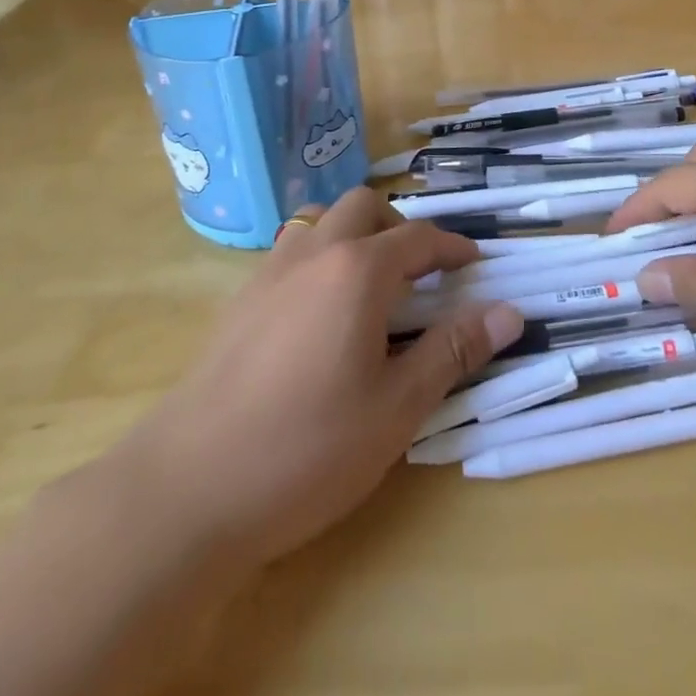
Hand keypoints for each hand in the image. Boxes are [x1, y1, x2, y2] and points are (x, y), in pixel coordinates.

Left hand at [126, 189, 523, 568]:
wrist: (187, 488)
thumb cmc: (307, 448)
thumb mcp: (397, 407)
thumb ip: (453, 351)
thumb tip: (509, 312)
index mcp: (358, 270)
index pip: (419, 237)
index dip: (453, 246)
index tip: (474, 263)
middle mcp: (313, 253)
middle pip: (363, 207)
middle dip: (398, 226)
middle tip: (419, 273)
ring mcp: (269, 272)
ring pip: (318, 220)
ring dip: (352, 234)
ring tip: (368, 286)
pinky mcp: (238, 300)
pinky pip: (289, 252)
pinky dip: (318, 258)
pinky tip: (318, 317)